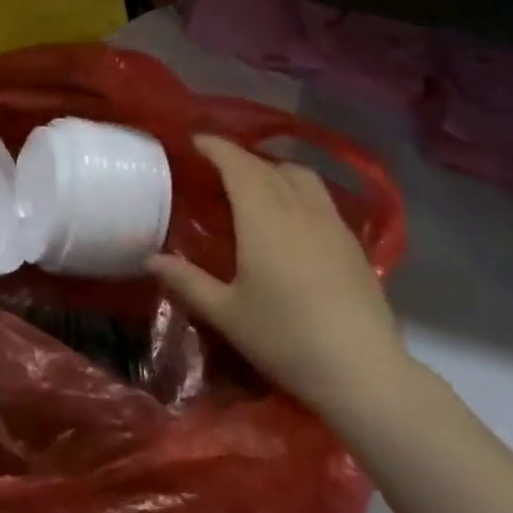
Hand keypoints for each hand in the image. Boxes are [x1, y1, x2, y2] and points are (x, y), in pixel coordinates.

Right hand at [145, 135, 410, 424]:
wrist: (362, 371)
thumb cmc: (285, 338)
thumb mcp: (225, 312)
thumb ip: (186, 281)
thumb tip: (150, 259)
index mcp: (263, 217)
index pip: (238, 164)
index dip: (216, 147)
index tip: (195, 141)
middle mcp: (299, 208)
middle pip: (268, 166)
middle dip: (240, 158)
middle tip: (216, 166)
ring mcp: (331, 223)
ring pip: (301, 176)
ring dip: (273, 169)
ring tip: (255, 184)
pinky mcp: (352, 242)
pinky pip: (320, 198)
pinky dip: (298, 190)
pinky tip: (291, 217)